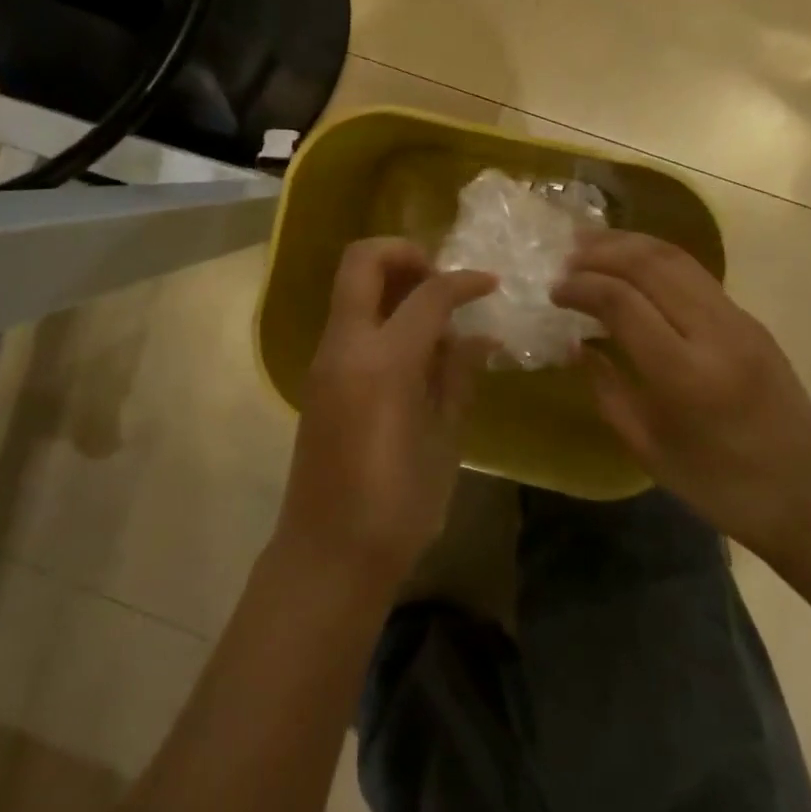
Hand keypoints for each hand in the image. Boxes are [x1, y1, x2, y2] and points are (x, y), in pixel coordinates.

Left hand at [277, 238, 495, 594]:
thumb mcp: (443, 441)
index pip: (427, 295)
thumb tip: (478, 336)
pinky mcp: (320, 377)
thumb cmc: (397, 508)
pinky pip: (351, 321)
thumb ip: (457, 377)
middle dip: (405, 253)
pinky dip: (382, 313)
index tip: (491, 283)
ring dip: (392, 281)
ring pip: (352, 287)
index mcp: (383, 362)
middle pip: (363, 261)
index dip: (463, 280)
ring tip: (436, 314)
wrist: (327, 557)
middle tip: (442, 280)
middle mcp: (346, 346)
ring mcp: (326, 359)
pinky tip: (417, 349)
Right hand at [554, 230, 810, 562]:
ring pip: (676, 257)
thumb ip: (606, 389)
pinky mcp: (750, 319)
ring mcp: (738, 320)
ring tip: (591, 242)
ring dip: (628, 243)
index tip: (554, 291)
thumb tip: (577, 344)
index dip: (581, 287)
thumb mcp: (648, 448)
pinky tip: (632, 262)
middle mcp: (714, 334)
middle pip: (650, 265)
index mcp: (685, 375)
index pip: (622, 302)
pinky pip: (694, 272)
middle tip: (565, 256)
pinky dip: (655, 257)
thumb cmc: (720, 486)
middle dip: (601, 251)